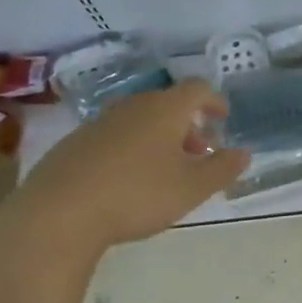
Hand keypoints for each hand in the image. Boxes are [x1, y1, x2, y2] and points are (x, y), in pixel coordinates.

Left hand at [0, 81, 247, 297]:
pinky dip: (131, 148)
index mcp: (165, 109)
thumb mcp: (192, 188)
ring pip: (139, 121)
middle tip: (200, 152)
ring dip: (159, 138)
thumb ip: (223, 168)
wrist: (57, 213)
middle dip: (188, 125)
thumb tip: (244, 153)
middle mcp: (132, 107)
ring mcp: (99, 123)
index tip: (223, 118)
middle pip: (168, 104)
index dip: (214, 101)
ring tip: (166, 170)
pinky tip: (128, 181)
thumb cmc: (137, 195)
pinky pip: (114, 136)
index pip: (197, 89)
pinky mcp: (74, 144)